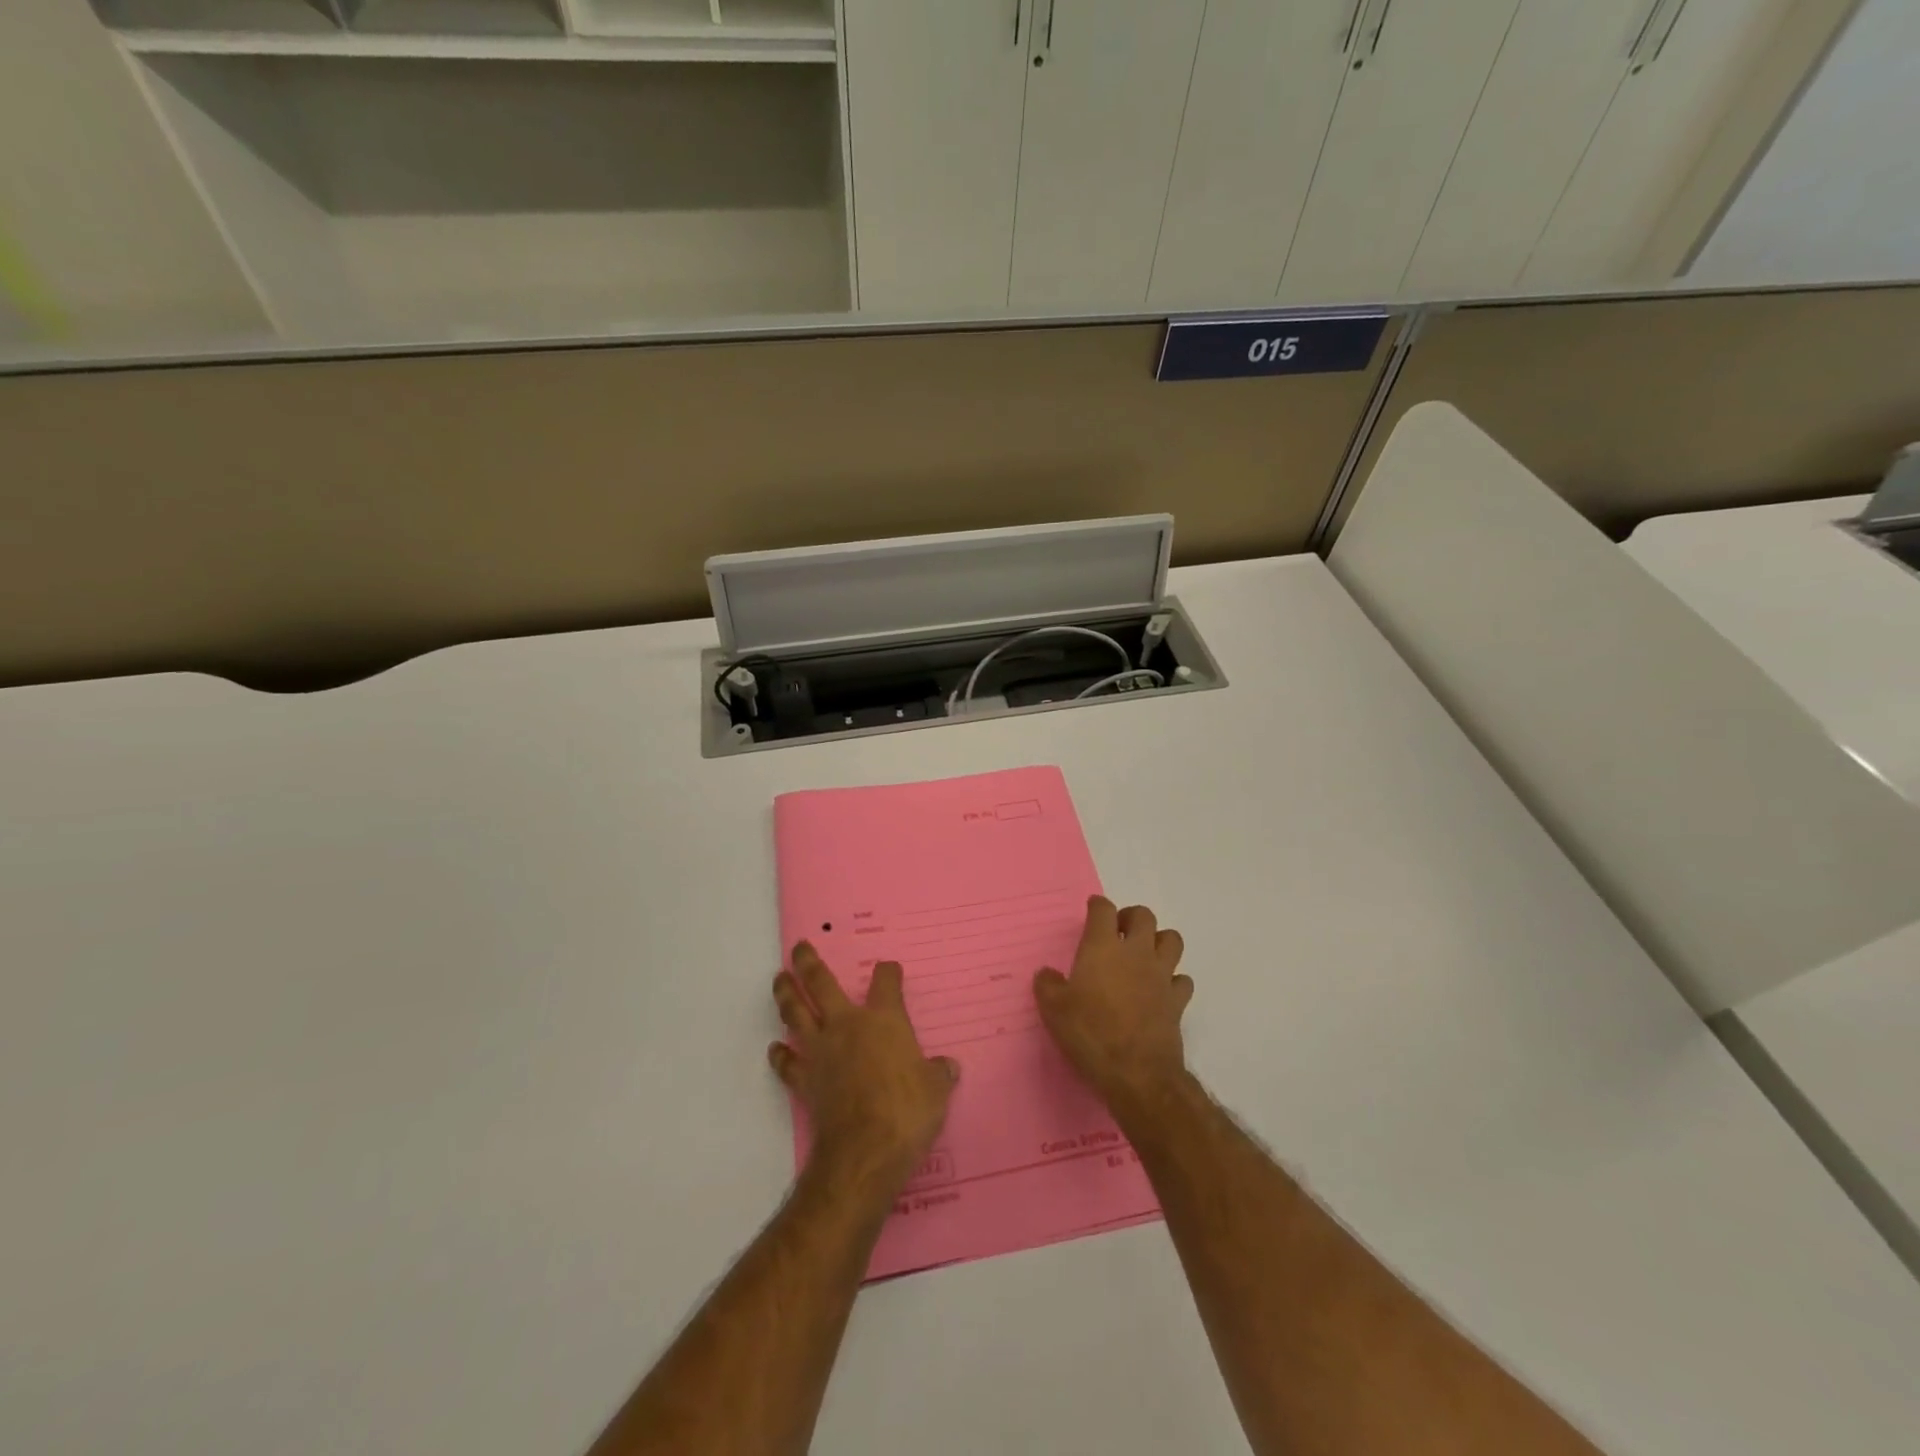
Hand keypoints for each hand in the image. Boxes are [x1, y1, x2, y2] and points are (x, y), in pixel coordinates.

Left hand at [769, 944, 959, 1197]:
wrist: (865, 1150)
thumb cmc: (907, 1111)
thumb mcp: (935, 1090)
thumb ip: (938, 1074)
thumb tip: (948, 1067)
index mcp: (884, 1020)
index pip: (886, 982)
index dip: (888, 972)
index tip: (889, 969)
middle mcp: (847, 1026)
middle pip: (822, 983)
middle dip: (809, 962)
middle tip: (800, 947)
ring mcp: (821, 1052)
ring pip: (796, 1013)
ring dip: (786, 994)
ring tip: (779, 980)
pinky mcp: (805, 1081)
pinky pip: (787, 1063)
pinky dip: (780, 1054)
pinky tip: (775, 1048)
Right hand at [1034, 897, 1193, 1109]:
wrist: (1137, 1073)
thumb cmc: (1090, 1033)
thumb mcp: (1053, 1009)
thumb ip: (1047, 985)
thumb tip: (1047, 974)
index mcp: (1103, 947)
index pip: (1104, 909)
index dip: (1097, 906)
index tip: (1092, 910)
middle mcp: (1136, 952)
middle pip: (1144, 916)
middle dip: (1131, 917)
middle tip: (1118, 932)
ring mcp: (1161, 975)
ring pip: (1171, 940)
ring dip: (1159, 941)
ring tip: (1144, 955)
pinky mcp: (1178, 1000)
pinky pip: (1182, 979)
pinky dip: (1173, 979)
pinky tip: (1160, 990)